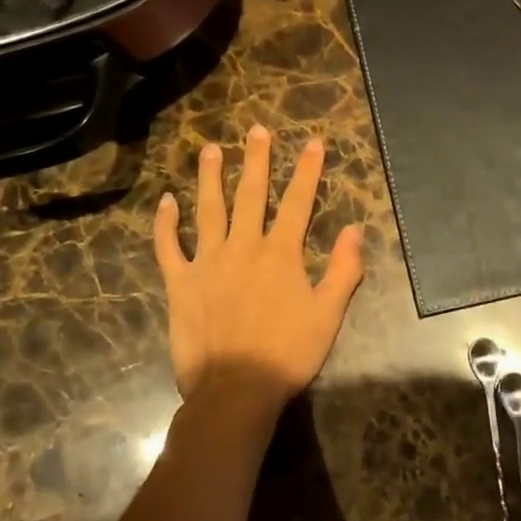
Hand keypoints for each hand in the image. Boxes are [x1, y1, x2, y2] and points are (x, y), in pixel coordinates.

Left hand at [153, 124, 365, 403]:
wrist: (234, 390)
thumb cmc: (287, 354)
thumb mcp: (328, 315)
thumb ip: (343, 270)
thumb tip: (354, 229)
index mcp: (280, 254)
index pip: (298, 202)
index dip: (307, 171)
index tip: (312, 142)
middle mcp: (243, 247)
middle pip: (251, 195)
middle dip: (256, 160)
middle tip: (256, 130)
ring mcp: (207, 262)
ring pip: (208, 210)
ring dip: (210, 178)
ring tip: (210, 149)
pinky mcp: (180, 283)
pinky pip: (169, 247)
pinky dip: (166, 224)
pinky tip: (165, 201)